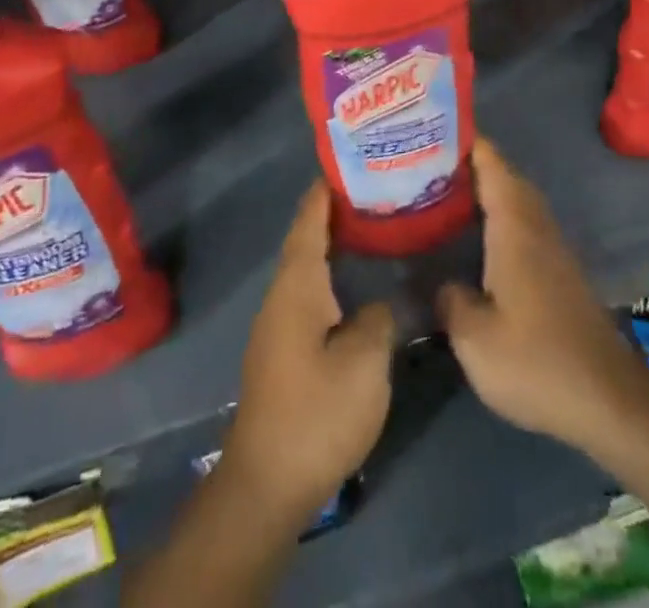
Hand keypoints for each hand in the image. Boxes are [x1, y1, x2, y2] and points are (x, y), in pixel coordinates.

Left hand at [220, 182, 394, 522]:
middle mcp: (282, 296)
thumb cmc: (316, 413)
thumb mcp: (364, 361)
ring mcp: (278, 325)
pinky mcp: (284, 352)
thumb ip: (379, 317)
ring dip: (333, 245)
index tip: (350, 162)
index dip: (326, 190)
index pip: (309, 220)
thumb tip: (381, 301)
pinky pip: (309, 293)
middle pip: (306, 239)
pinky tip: (357, 285)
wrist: (267, 484)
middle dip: (335, 213)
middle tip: (375, 193)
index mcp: (297, 285)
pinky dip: (331, 275)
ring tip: (372, 230)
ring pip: (308, 268)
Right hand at [437, 139, 648, 453]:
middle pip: (504, 176)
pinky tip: (476, 238)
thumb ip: (450, 300)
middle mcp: (535, 225)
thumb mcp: (475, 339)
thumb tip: (442, 282)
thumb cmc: (536, 360)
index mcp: (514, 226)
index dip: (466, 140)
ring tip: (445, 193)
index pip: (491, 164)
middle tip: (427, 162)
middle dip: (470, 162)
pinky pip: (523, 223)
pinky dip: (499, 215)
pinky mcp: (559, 271)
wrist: (606, 398)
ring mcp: (552, 247)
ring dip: (486, 189)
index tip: (433, 127)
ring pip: (516, 200)